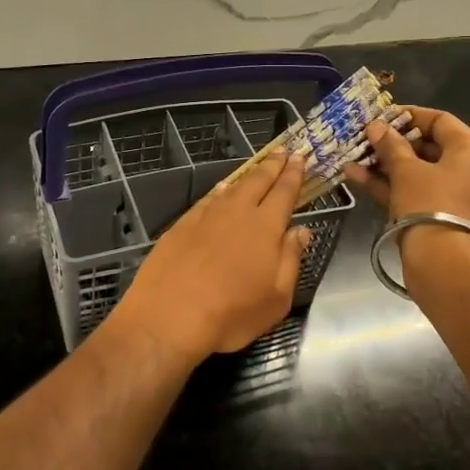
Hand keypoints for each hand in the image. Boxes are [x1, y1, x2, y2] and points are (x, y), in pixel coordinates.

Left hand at [107, 151, 311, 366]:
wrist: (168, 317)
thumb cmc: (231, 315)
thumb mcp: (276, 298)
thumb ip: (291, 260)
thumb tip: (301, 230)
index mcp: (265, 227)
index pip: (284, 192)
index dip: (294, 174)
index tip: (301, 157)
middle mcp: (236, 213)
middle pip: (258, 181)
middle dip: (273, 165)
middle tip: (283, 152)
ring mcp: (205, 216)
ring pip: (232, 187)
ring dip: (248, 175)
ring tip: (257, 167)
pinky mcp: (181, 225)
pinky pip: (207, 198)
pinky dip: (220, 189)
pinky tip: (222, 189)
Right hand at [343, 105, 469, 229]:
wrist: (443, 264)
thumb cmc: (429, 205)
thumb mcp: (406, 171)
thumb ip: (391, 146)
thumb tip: (377, 127)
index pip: (441, 120)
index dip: (409, 115)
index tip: (383, 116)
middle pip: (430, 147)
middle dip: (394, 143)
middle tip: (367, 138)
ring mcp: (459, 197)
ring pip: (420, 173)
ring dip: (387, 165)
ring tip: (355, 156)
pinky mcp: (444, 218)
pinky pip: (418, 193)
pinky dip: (393, 186)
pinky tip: (357, 177)